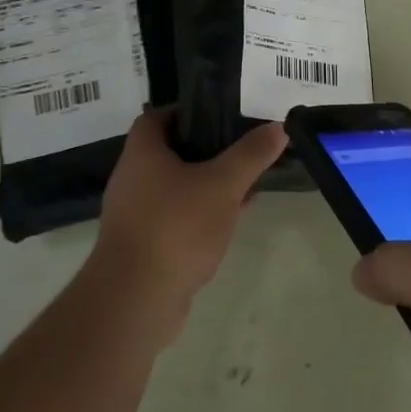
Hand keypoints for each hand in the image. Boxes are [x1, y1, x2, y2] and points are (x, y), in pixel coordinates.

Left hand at [88, 108, 286, 344]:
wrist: (135, 301)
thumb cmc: (176, 227)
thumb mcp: (222, 185)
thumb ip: (251, 155)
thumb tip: (278, 126)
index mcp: (142, 152)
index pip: (158, 116)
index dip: (188, 110)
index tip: (221, 113)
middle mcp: (132, 178)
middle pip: (171, 151)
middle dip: (207, 149)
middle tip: (241, 147)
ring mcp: (135, 214)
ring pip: (176, 187)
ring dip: (206, 183)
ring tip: (245, 182)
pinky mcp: (143, 245)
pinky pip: (176, 217)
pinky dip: (200, 213)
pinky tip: (230, 220)